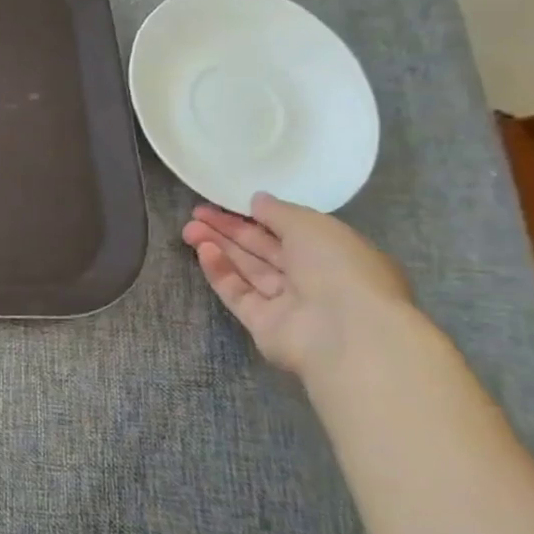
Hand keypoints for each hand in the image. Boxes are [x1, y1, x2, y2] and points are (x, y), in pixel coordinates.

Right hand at [181, 192, 413, 381]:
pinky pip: (238, 292)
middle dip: (230, 230)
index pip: (292, 231)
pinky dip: (221, 271)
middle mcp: (313, 278)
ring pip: (248, 269)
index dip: (259, 216)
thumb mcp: (312, 225)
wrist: (344, 332)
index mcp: (336, 254)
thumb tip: (257, 200)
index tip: (228, 203)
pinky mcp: (263, 323)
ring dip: (220, 247)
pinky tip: (203, 250)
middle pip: (264, 250)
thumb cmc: (339, 268)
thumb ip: (280, 212)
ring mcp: (287, 303)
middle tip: (197, 213)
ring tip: (189, 228)